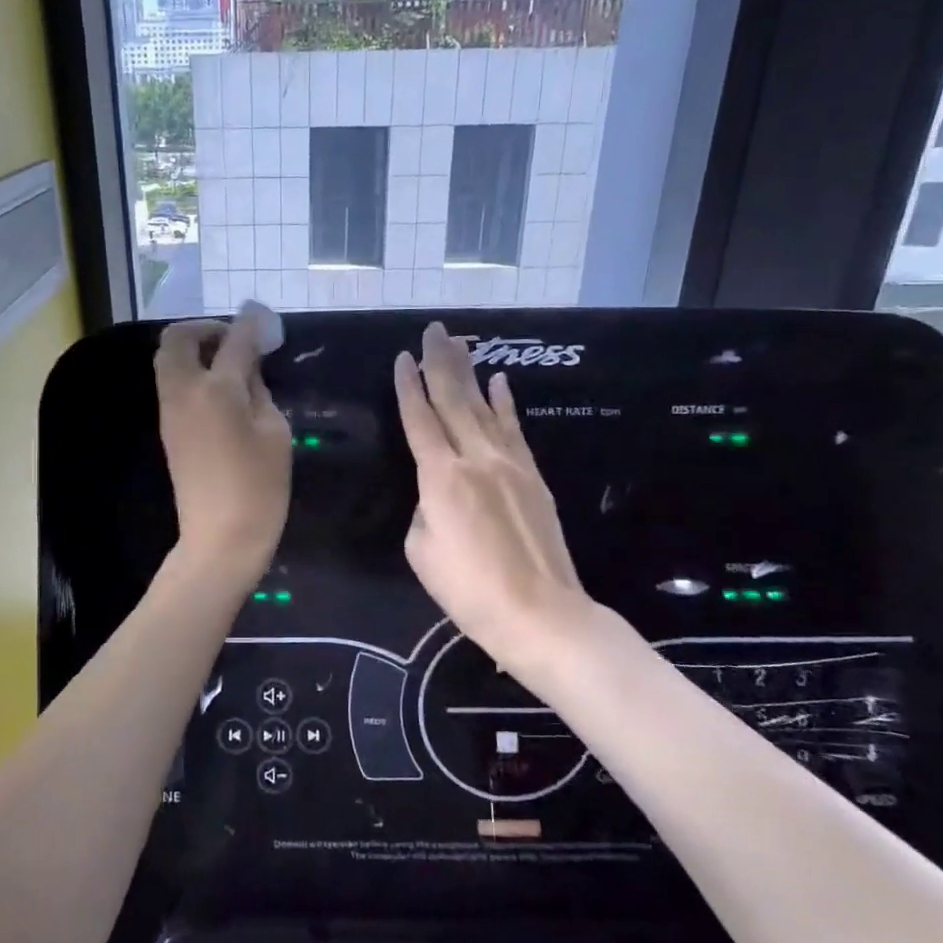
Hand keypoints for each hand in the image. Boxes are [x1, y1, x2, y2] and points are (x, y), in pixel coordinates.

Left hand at [155, 314, 291, 584]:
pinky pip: (171, 383)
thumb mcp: (274, 433)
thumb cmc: (259, 488)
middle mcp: (184, 391)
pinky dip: (189, 371)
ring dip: (193, 349)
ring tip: (228, 362)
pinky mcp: (167, 429)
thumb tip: (247, 369)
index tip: (262, 315)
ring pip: (167, 360)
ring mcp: (169, 411)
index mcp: (217, 390)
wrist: (220, 538)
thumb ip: (259, 391)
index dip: (250, 323)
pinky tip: (218, 387)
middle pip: (178, 339)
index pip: (234, 340)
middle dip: (205, 328)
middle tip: (234, 339)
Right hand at [394, 322, 614, 689]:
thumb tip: (436, 492)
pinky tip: (499, 382)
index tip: (403, 357)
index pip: (420, 419)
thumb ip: (424, 508)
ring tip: (461, 344)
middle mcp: (476, 458)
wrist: (539, 613)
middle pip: (455, 400)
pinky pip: (514, 430)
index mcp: (441, 476)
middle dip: (441, 363)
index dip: (409, 386)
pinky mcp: (533, 476)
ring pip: (486, 407)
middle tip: (434, 330)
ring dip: (471, 373)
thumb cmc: (469, 589)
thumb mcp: (422, 550)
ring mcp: (510, 464)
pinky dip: (505, 403)